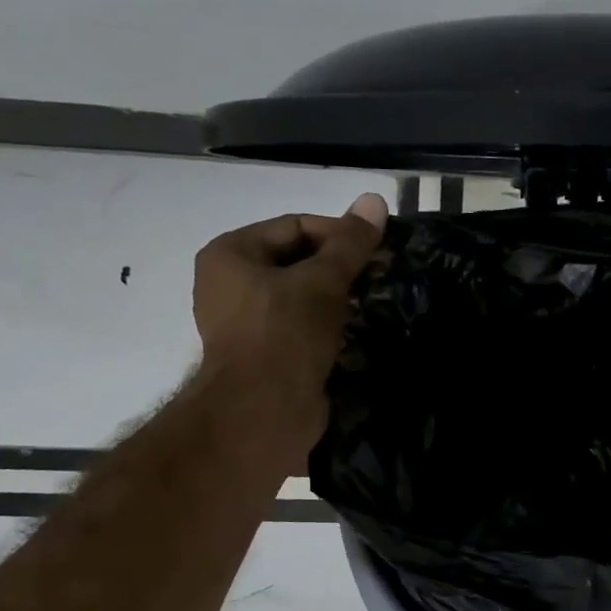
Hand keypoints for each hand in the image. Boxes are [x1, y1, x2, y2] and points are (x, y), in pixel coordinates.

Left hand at [191, 192, 387, 464]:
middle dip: (341, 268)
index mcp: (231, 253)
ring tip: (373, 303)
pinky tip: (356, 332)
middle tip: (380, 277)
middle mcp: (230, 283)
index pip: (295, 226)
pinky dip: (328, 326)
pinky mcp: (264, 354)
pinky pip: (301, 327)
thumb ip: (351, 242)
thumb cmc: (286, 333)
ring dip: (338, 299)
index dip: (339, 234)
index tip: (378, 252)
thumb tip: (376, 199)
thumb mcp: (324, 281)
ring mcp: (245, 322)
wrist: (264, 411)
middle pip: (297, 260)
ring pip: (301, 296)